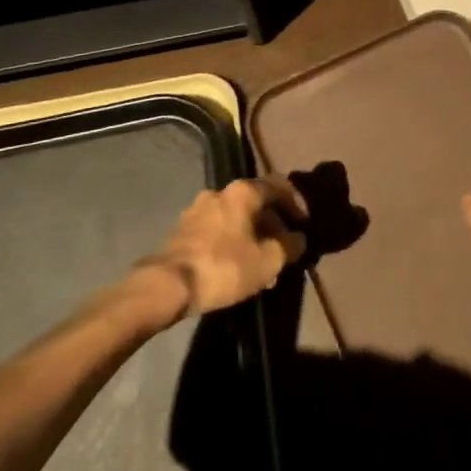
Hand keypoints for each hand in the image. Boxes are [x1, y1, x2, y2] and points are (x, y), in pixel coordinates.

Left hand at [139, 177, 308, 319]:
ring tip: (261, 266)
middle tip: (283, 251)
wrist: (166, 285)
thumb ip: (289, 246)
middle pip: (256, 203)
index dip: (296, 203)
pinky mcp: (182, 229)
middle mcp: (220, 192)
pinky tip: (236, 268)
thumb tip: (298, 239)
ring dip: (252, 237)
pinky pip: (217, 230)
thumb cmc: (224, 266)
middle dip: (273, 226)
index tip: (304, 224)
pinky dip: (232, 243)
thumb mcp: (267, 261)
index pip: (279, 185)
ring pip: (236, 218)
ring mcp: (197, 209)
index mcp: (243, 191)